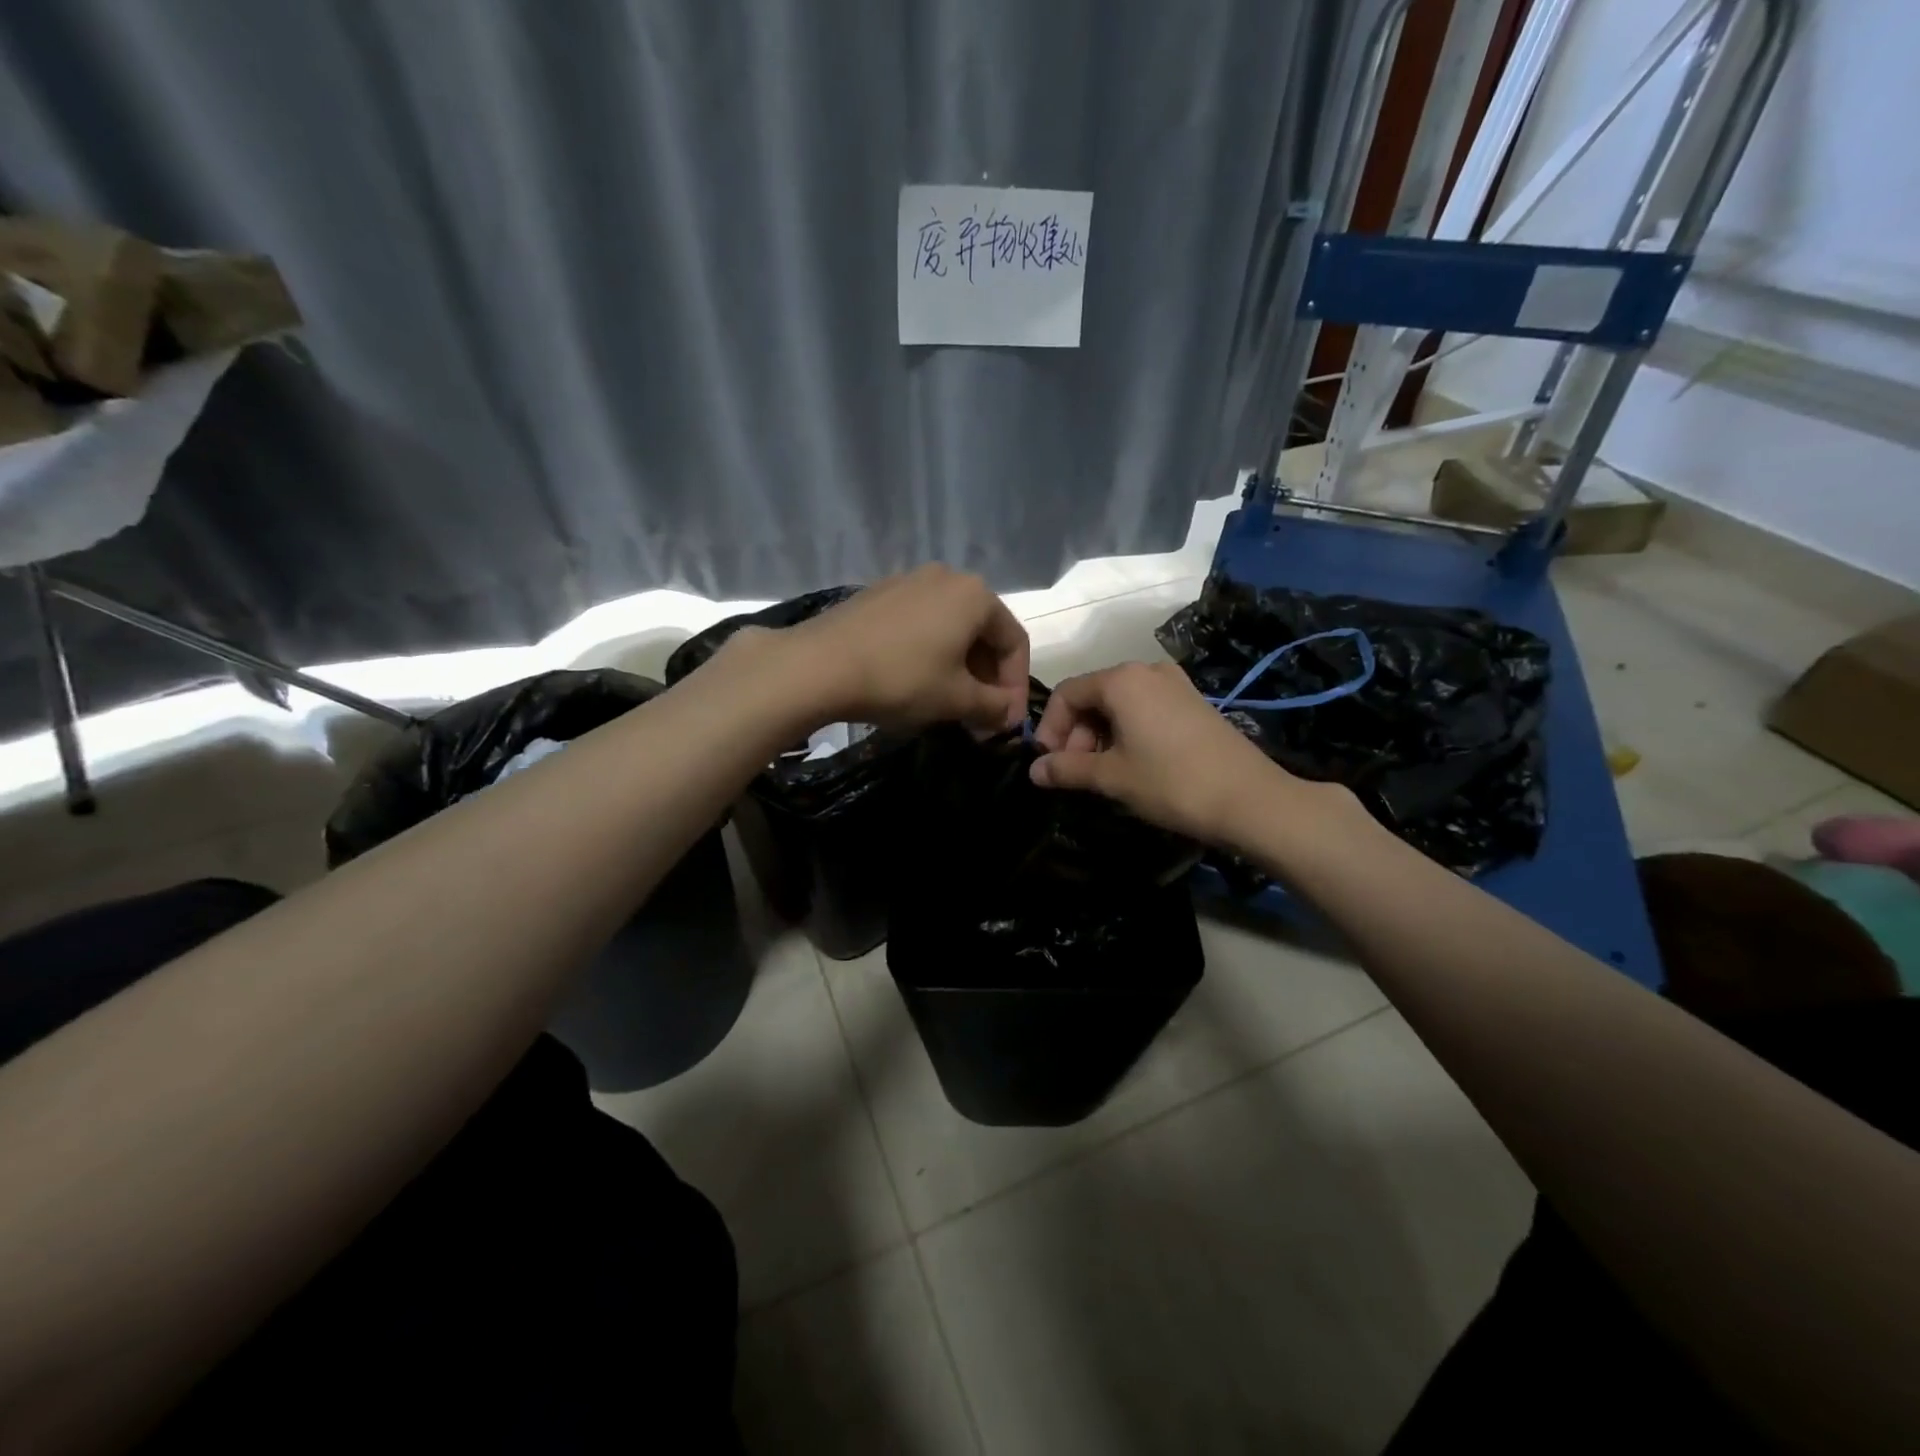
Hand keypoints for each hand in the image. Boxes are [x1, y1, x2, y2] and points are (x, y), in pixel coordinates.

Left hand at [787, 565, 1030, 732]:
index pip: (1014, 643)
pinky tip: (915, 680)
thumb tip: (1009, 715)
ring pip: (951, 628)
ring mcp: (909, 581)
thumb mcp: (956, 700)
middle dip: (987, 678)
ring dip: (959, 667)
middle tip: (979, 716)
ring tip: (949, 702)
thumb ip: (994, 707)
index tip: (1006, 721)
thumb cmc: (901, 679)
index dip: (1015, 686)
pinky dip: (930, 652)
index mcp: (976, 595)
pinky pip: (921, 623)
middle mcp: (947, 577)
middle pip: (983, 632)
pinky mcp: (879, 594)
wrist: (818, 665)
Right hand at [1029, 661, 1323, 843]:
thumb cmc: (1171, 783)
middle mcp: (1147, 671)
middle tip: (1075, 773)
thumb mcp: (1112, 777)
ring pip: (1119, 704)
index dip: (1050, 728)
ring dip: (1100, 735)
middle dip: (1075, 734)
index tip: (1047, 764)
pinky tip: (1132, 764)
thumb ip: (1067, 769)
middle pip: (1093, 696)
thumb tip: (1033, 770)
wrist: (1250, 799)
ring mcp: (1174, 684)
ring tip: (1102, 773)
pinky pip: (1145, 708)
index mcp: (1121, 680)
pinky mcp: (1193, 702)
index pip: (1067, 693)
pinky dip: (1127, 732)